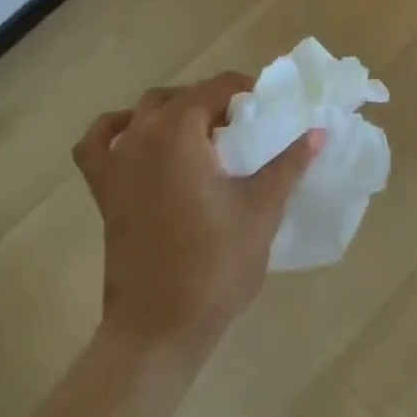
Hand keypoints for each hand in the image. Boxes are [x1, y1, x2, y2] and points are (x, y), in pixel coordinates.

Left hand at [72, 73, 321, 354]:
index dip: (246, 89)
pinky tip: (137, 139)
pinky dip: (117, 131)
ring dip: (174, 111)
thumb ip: (289, 163)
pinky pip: (98, 144)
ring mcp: (116, 164)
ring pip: (143, 112)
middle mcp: (142, 137)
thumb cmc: (215, 263)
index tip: (270, 106)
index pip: (216, 87)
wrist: (159, 328)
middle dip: (214, 99)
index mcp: (179, 133)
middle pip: (181, 96)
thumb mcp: (262, 209)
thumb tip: (318, 131)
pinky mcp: (104, 192)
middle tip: (246, 124)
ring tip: (204, 133)